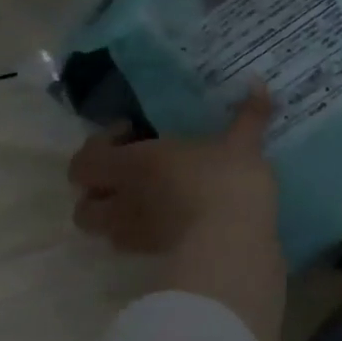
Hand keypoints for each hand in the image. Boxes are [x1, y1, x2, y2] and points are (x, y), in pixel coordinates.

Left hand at [69, 87, 277, 257]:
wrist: (231, 246)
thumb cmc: (226, 182)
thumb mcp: (243, 144)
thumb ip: (250, 114)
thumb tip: (258, 82)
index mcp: (134, 164)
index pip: (85, 161)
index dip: (99, 147)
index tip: (132, 133)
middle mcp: (124, 200)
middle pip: (83, 204)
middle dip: (99, 190)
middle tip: (130, 173)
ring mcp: (136, 235)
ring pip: (104, 230)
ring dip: (117, 215)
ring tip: (149, 198)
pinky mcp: (155, 258)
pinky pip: (135, 244)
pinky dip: (144, 232)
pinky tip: (173, 219)